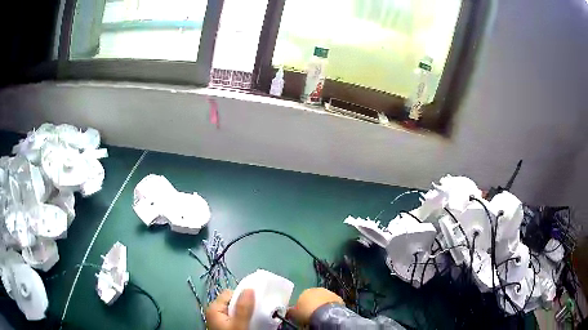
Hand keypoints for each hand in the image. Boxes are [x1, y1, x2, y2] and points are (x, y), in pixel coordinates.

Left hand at [206, 289, 254, 329]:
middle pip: (232, 301)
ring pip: (234, 311)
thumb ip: (243, 307)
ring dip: (243, 314)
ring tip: (250, 322)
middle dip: (244, 307)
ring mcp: (217, 320)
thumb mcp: (238, 324)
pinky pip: (233, 318)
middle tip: (252, 316)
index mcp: (213, 308)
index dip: (243, 297)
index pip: (229, 293)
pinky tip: (245, 326)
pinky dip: (241, 320)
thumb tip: (249, 288)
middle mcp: (213, 312)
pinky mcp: (222, 326)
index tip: (253, 306)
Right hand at [287, 288, 343, 324]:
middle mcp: (317, 289)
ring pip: (324, 299)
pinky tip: (328, 313)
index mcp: (305, 291)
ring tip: (321, 314)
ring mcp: (329, 293)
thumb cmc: (307, 314)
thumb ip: (291, 310)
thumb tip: (289, 310)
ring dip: (322, 304)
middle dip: (313, 303)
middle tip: (312, 313)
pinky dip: (330, 306)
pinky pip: (332, 302)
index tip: (302, 312)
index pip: (302, 297)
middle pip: (314, 297)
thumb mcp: (294, 314)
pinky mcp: (338, 298)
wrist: (325, 314)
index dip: (303, 305)